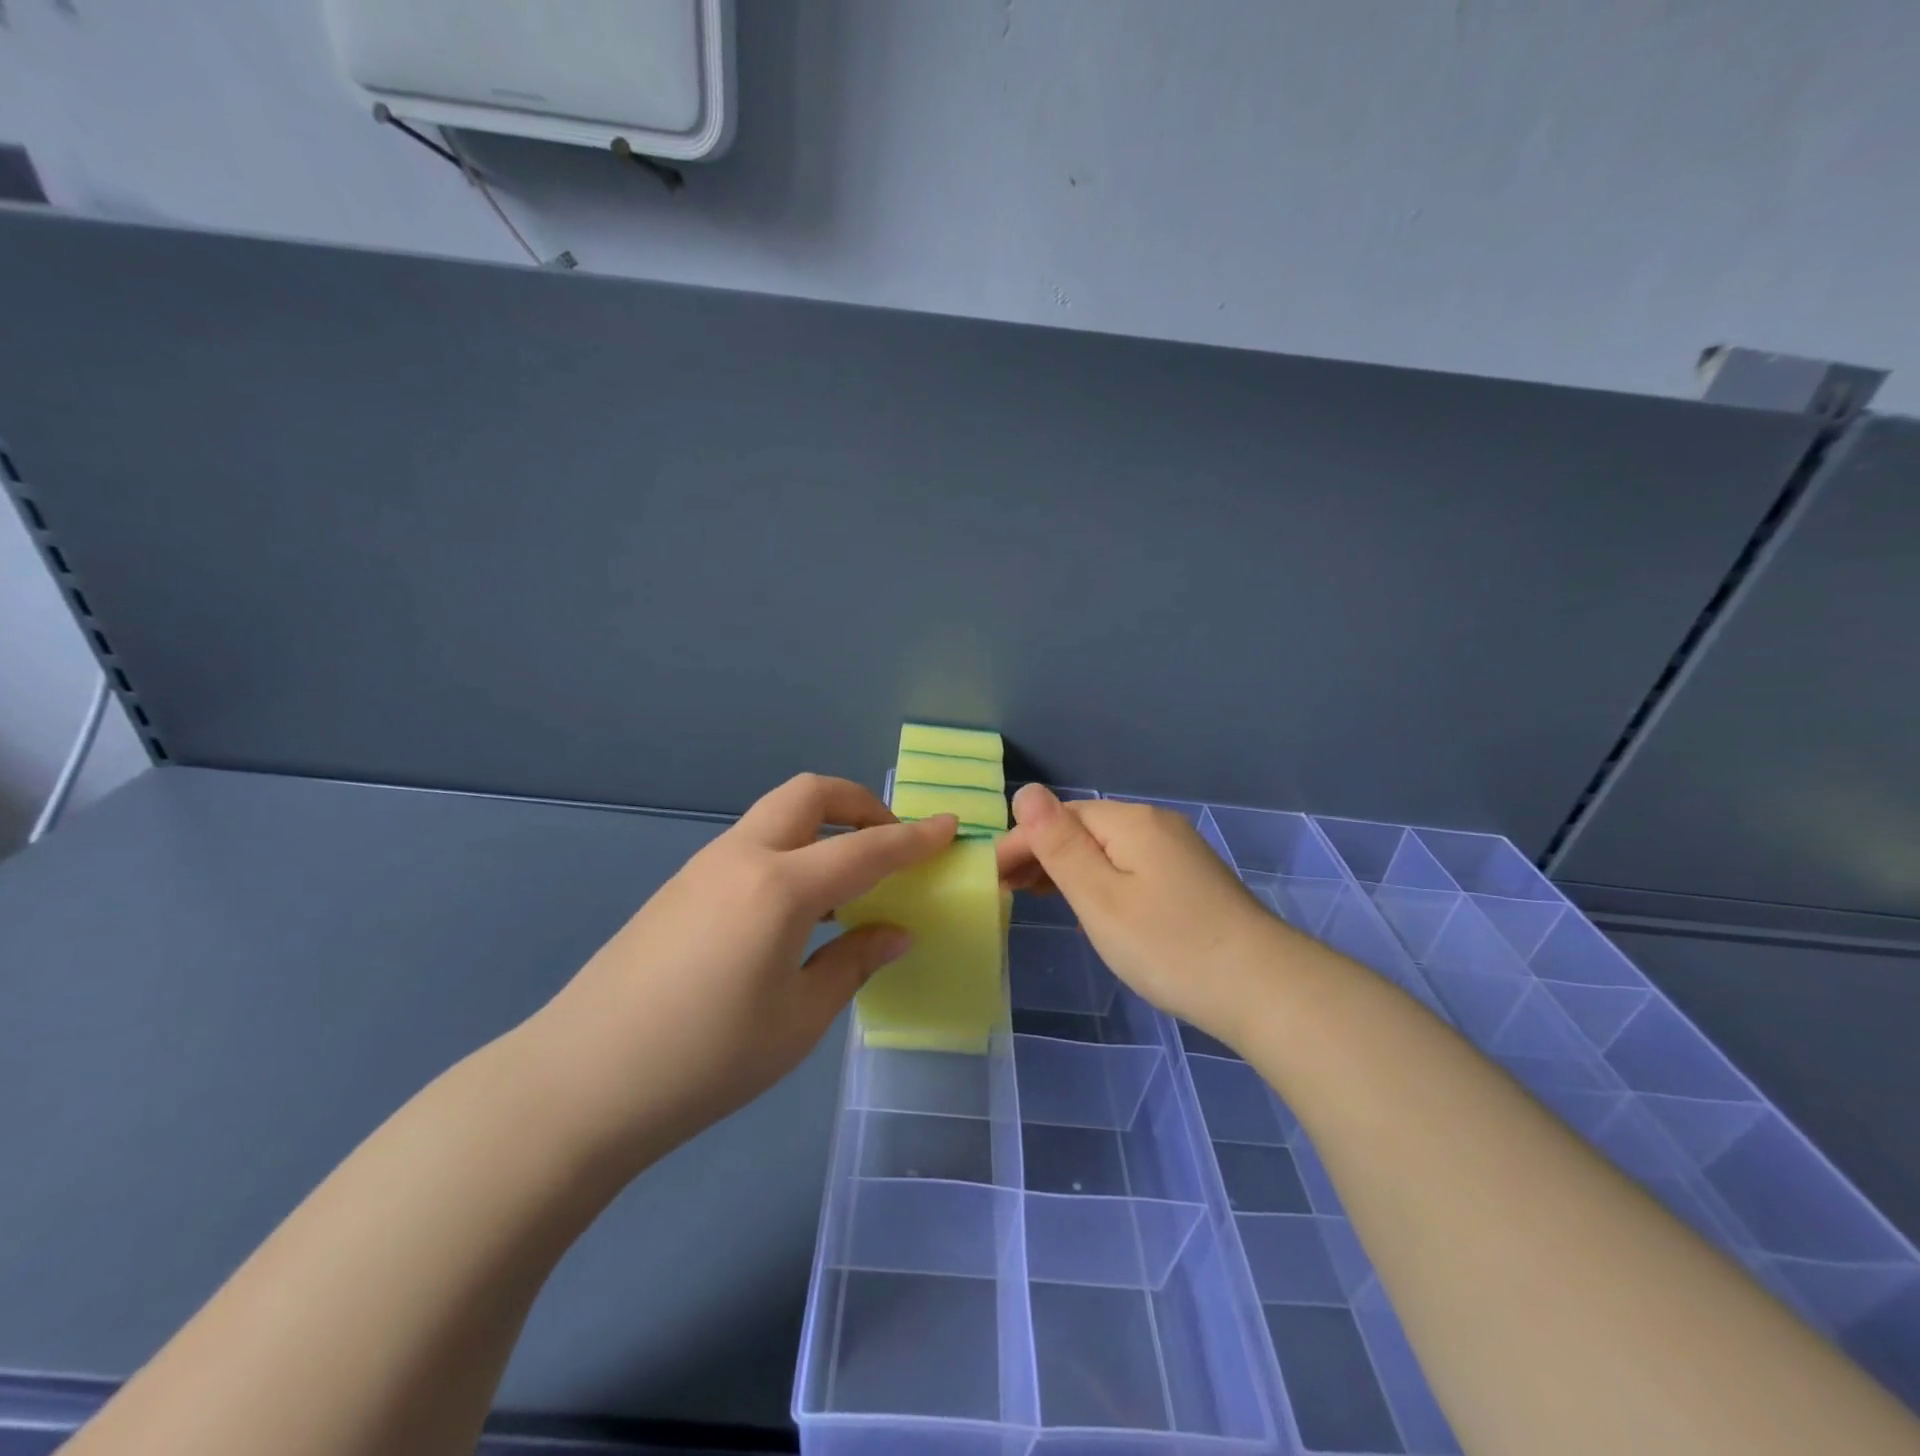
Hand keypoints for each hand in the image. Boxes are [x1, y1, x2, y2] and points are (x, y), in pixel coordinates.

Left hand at [537, 775, 956, 1166]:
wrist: (580, 1083)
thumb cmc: (705, 1061)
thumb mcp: (798, 1020)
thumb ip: (853, 963)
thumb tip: (895, 931)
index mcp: (781, 888)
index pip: (866, 849)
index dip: (915, 838)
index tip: (951, 827)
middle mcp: (743, 857)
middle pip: (810, 794)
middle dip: (860, 804)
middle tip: (888, 845)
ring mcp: (704, 866)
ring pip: (776, 815)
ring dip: (821, 827)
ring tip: (845, 883)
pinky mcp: (680, 886)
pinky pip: (751, 844)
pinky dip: (789, 851)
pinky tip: (793, 910)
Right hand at [995, 785, 1289, 1043]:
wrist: (1262, 988)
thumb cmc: (1168, 945)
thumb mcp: (1100, 897)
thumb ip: (1059, 845)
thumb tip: (1025, 790)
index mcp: (1131, 822)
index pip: (1060, 817)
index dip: (1021, 842)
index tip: (991, 877)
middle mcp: (1156, 825)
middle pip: (1084, 828)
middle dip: (1042, 852)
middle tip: (1007, 890)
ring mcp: (1178, 851)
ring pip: (1107, 848)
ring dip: (1067, 866)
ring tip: (1035, 895)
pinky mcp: (1191, 879)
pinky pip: (1129, 865)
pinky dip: (1098, 878)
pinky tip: (1089, 902)